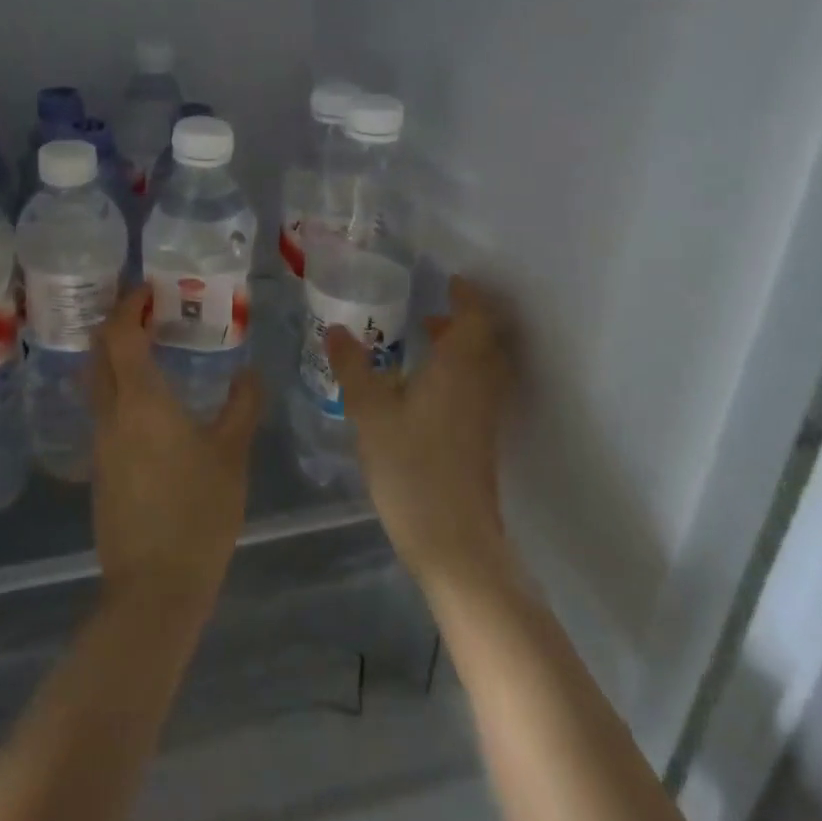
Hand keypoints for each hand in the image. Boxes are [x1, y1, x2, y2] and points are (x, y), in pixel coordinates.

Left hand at [89, 285, 261, 618]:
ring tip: (150, 348)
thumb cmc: (198, 512)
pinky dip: (118, 386)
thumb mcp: (232, 454)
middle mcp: (111, 413)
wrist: (153, 587)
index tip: (148, 288)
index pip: (121, 334)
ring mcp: (100, 442)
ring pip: (96, 381)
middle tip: (148, 310)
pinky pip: (102, 409)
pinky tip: (147, 401)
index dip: (129, 304)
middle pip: (98, 352)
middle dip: (116, 322)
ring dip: (114, 355)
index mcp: (140, 400)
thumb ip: (242, 406)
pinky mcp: (100, 468)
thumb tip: (249, 373)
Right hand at [324, 275, 518, 595]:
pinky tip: (424, 390)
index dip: (466, 295)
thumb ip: (353, 368)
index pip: (475, 317)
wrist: (454, 540)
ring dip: (461, 348)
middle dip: (463, 320)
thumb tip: (335, 329)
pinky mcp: (482, 439)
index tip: (449, 280)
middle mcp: (481, 384)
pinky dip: (459, 374)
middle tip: (430, 312)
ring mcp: (486, 414)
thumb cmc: (411, 467)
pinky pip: (477, 389)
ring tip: (425, 344)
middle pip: (485, 340)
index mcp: (459, 367)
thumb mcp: (370, 413)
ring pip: (483, 366)